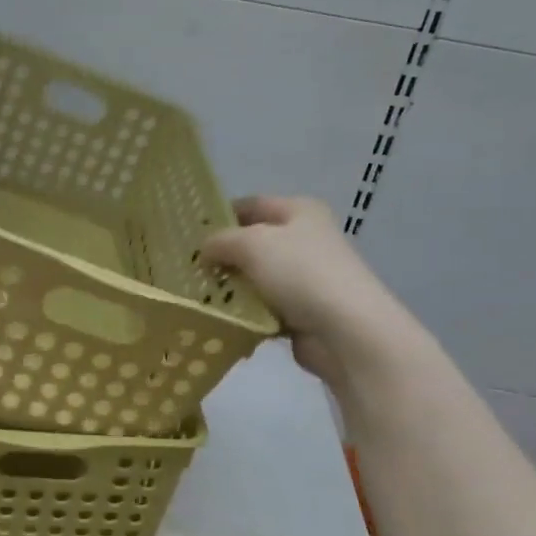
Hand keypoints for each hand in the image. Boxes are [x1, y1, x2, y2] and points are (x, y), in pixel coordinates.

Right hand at [201, 195, 419, 387]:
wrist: (345, 330)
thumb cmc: (299, 273)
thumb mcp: (252, 244)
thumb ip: (221, 241)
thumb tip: (205, 249)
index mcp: (300, 211)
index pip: (251, 205)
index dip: (221, 215)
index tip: (190, 235)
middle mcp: (306, 239)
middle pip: (254, 243)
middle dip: (224, 257)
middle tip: (191, 270)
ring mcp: (306, 277)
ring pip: (257, 279)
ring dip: (233, 289)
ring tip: (201, 298)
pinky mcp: (304, 311)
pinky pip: (265, 309)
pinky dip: (248, 315)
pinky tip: (226, 322)